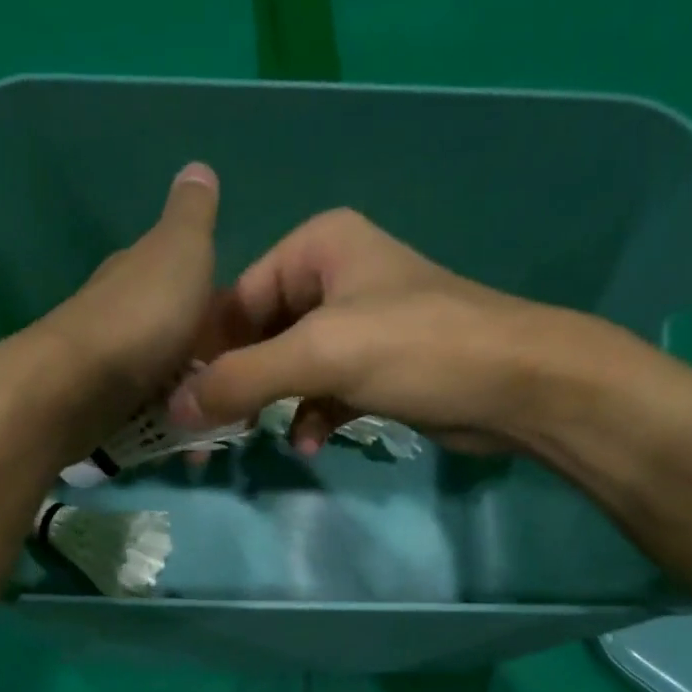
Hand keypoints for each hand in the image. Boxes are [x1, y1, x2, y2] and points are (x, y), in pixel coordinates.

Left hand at [0, 162, 221, 468]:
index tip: (246, 328)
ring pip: (158, 373)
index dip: (215, 298)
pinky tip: (182, 438)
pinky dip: (164, 421)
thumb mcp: (180, 252)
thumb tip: (198, 168)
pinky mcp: (97, 406)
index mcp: (139, 269)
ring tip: (214, 418)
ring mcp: (106, 362)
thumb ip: (192, 216)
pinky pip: (143, 411)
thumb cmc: (139, 319)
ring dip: (185, 392)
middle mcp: (118, 310)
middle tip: (236, 381)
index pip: (182, 274)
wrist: (74, 389)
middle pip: (170, 329)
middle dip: (202, 352)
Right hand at [168, 208, 611, 455]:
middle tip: (211, 431)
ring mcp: (354, 324)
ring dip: (270, 406)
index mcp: (315, 247)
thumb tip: (175, 408)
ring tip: (255, 440)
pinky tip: (309, 443)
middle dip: (237, 385)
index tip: (180, 401)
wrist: (516, 384)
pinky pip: (318, 390)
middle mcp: (331, 276)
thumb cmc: (417, 348)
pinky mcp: (373, 366)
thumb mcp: (320, 355)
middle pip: (257, 335)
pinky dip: (308, 416)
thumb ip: (242, 379)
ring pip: (286, 367)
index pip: (235, 298)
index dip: (206, 351)